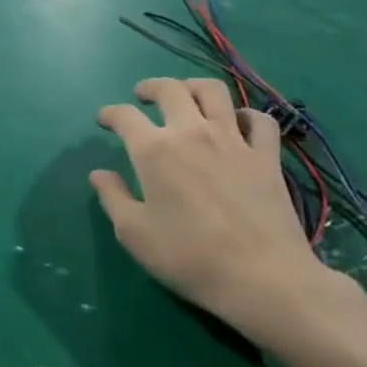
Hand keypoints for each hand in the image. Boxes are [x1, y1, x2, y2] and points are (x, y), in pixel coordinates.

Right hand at [92, 77, 352, 348]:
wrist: (263, 279)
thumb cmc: (190, 258)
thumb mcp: (134, 235)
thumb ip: (113, 198)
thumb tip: (100, 174)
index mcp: (154, 149)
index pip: (124, 116)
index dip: (110, 114)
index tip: (104, 120)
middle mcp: (191, 132)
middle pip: (169, 89)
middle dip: (150, 87)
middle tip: (142, 97)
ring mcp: (233, 140)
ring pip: (213, 91)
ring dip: (194, 87)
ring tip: (187, 95)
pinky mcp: (266, 156)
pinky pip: (259, 121)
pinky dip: (246, 115)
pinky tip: (238, 124)